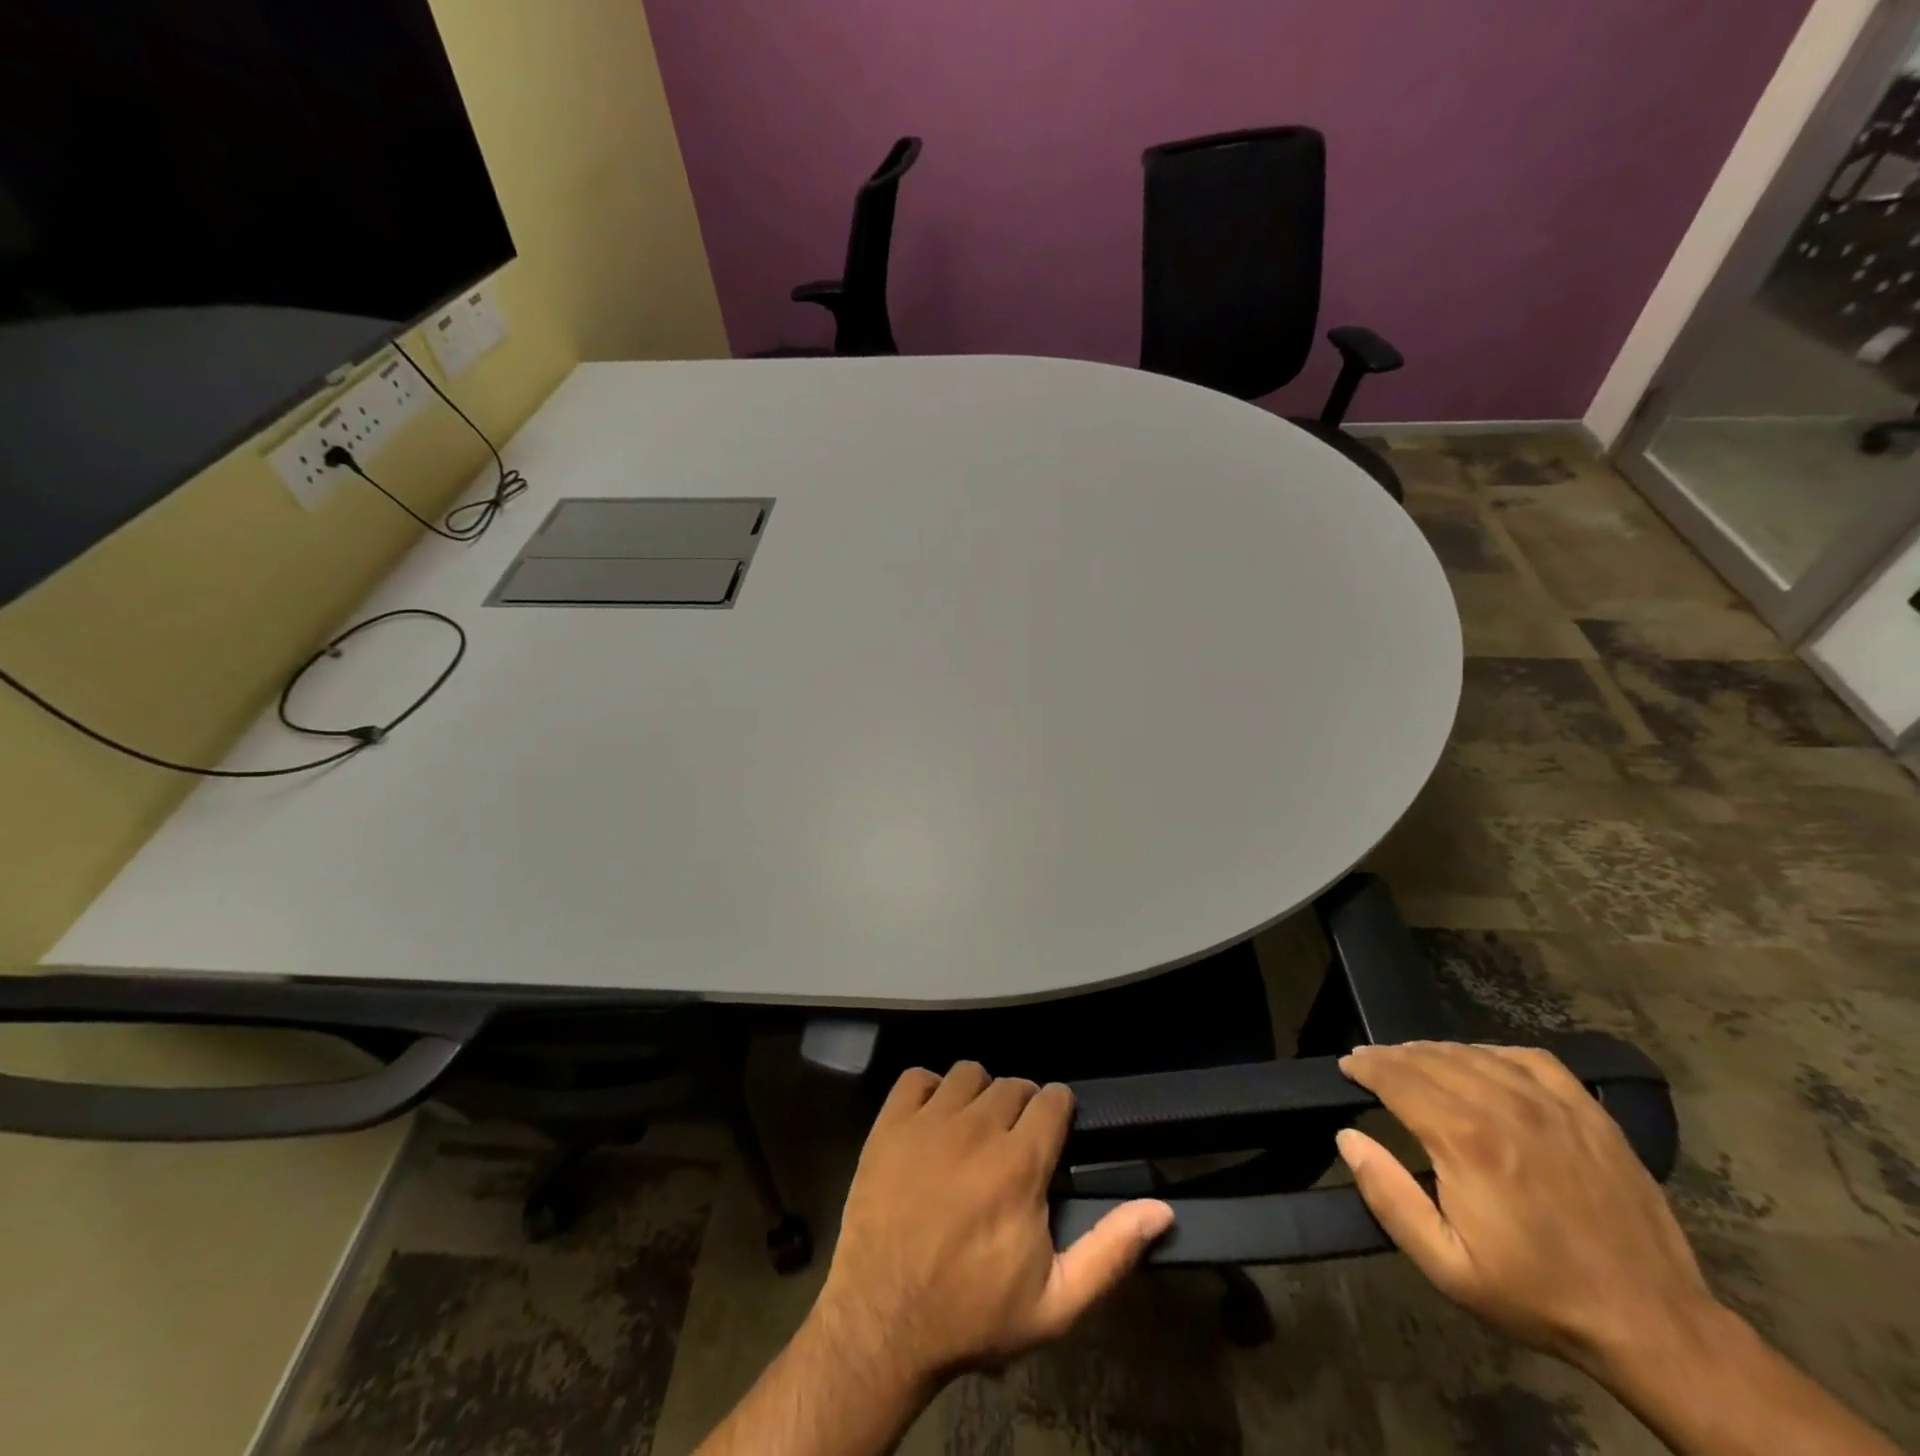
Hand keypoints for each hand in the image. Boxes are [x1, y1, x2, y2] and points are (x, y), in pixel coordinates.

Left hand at [811, 1062, 1173, 1390]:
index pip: (1053, 1099)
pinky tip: (933, 1119)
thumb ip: (1110, 1251)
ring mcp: (928, 1121)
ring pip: (968, 1074)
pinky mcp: (890, 1123)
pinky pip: (917, 1077)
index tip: (1054, 1132)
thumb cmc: (972, 1315)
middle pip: (1013, 1084)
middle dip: (1021, 1106)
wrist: (882, 1323)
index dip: (1058, 1111)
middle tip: (1013, 1142)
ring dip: (979, 1094)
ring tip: (974, 1129)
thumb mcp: (1055, 1303)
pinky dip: (928, 1089)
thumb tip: (1161, 1209)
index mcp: (1020, 1164)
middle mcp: (977, 1128)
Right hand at [1336, 1042, 1715, 1378]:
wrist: (1652, 1325)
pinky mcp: (1588, 1111)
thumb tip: (1348, 1136)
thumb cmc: (1537, 1295)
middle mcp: (1503, 1105)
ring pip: (1474, 1053)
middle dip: (1391, 1055)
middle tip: (1371, 1063)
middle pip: (1430, 1058)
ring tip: (1415, 1062)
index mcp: (1465, 1139)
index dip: (1365, 1066)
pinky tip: (1481, 1064)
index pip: (1397, 1077)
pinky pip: (1529, 1058)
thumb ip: (1388, 1196)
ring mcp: (1552, 1104)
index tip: (1347, 1066)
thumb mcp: (1446, 1266)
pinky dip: (1492, 1052)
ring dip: (1433, 1051)